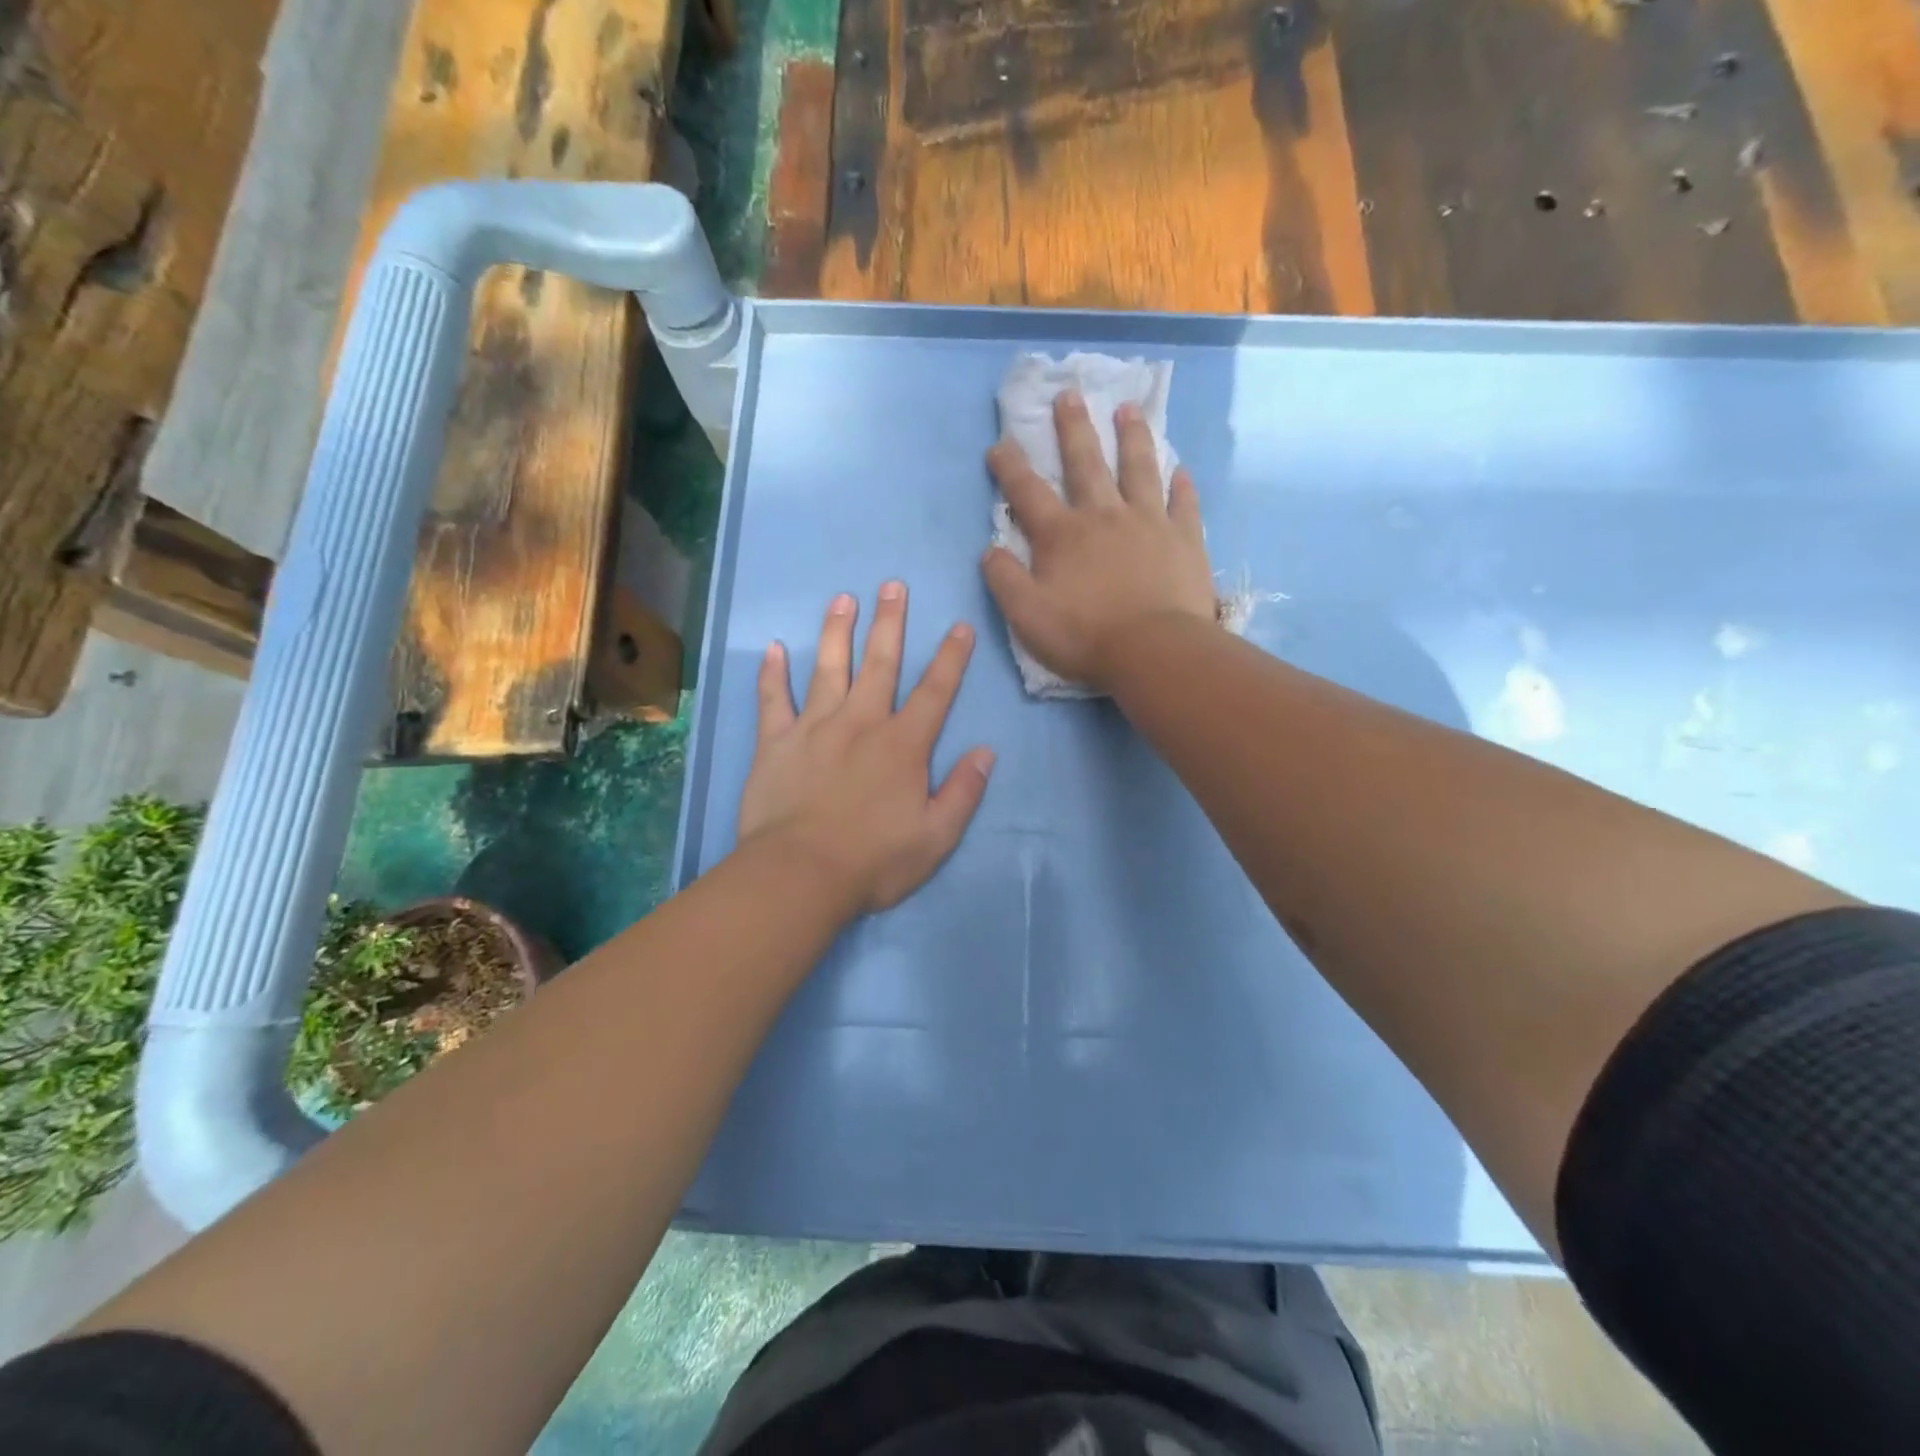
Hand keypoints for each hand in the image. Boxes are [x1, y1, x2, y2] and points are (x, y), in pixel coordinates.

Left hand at [738, 582, 994, 914]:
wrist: (800, 875)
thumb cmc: (874, 861)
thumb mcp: (936, 837)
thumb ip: (963, 792)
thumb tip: (985, 752)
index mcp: (903, 745)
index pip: (934, 692)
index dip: (951, 658)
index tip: (959, 626)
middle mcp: (861, 723)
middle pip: (880, 664)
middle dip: (890, 623)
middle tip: (892, 586)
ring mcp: (814, 728)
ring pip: (828, 668)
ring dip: (837, 632)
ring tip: (843, 598)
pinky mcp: (775, 743)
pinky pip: (773, 700)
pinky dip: (772, 674)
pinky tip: (775, 648)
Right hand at [982, 391, 1219, 691]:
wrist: (1153, 651)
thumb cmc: (1084, 635)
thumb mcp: (1026, 615)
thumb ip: (1004, 579)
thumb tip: (990, 550)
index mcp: (1062, 535)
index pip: (1027, 492)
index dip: (1009, 466)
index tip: (999, 444)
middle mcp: (1103, 516)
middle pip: (1085, 463)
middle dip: (1073, 428)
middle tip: (1069, 395)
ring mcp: (1148, 522)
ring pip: (1138, 469)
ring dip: (1131, 438)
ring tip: (1128, 410)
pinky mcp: (1184, 538)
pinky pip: (1183, 503)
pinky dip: (1180, 485)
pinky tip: (1180, 470)